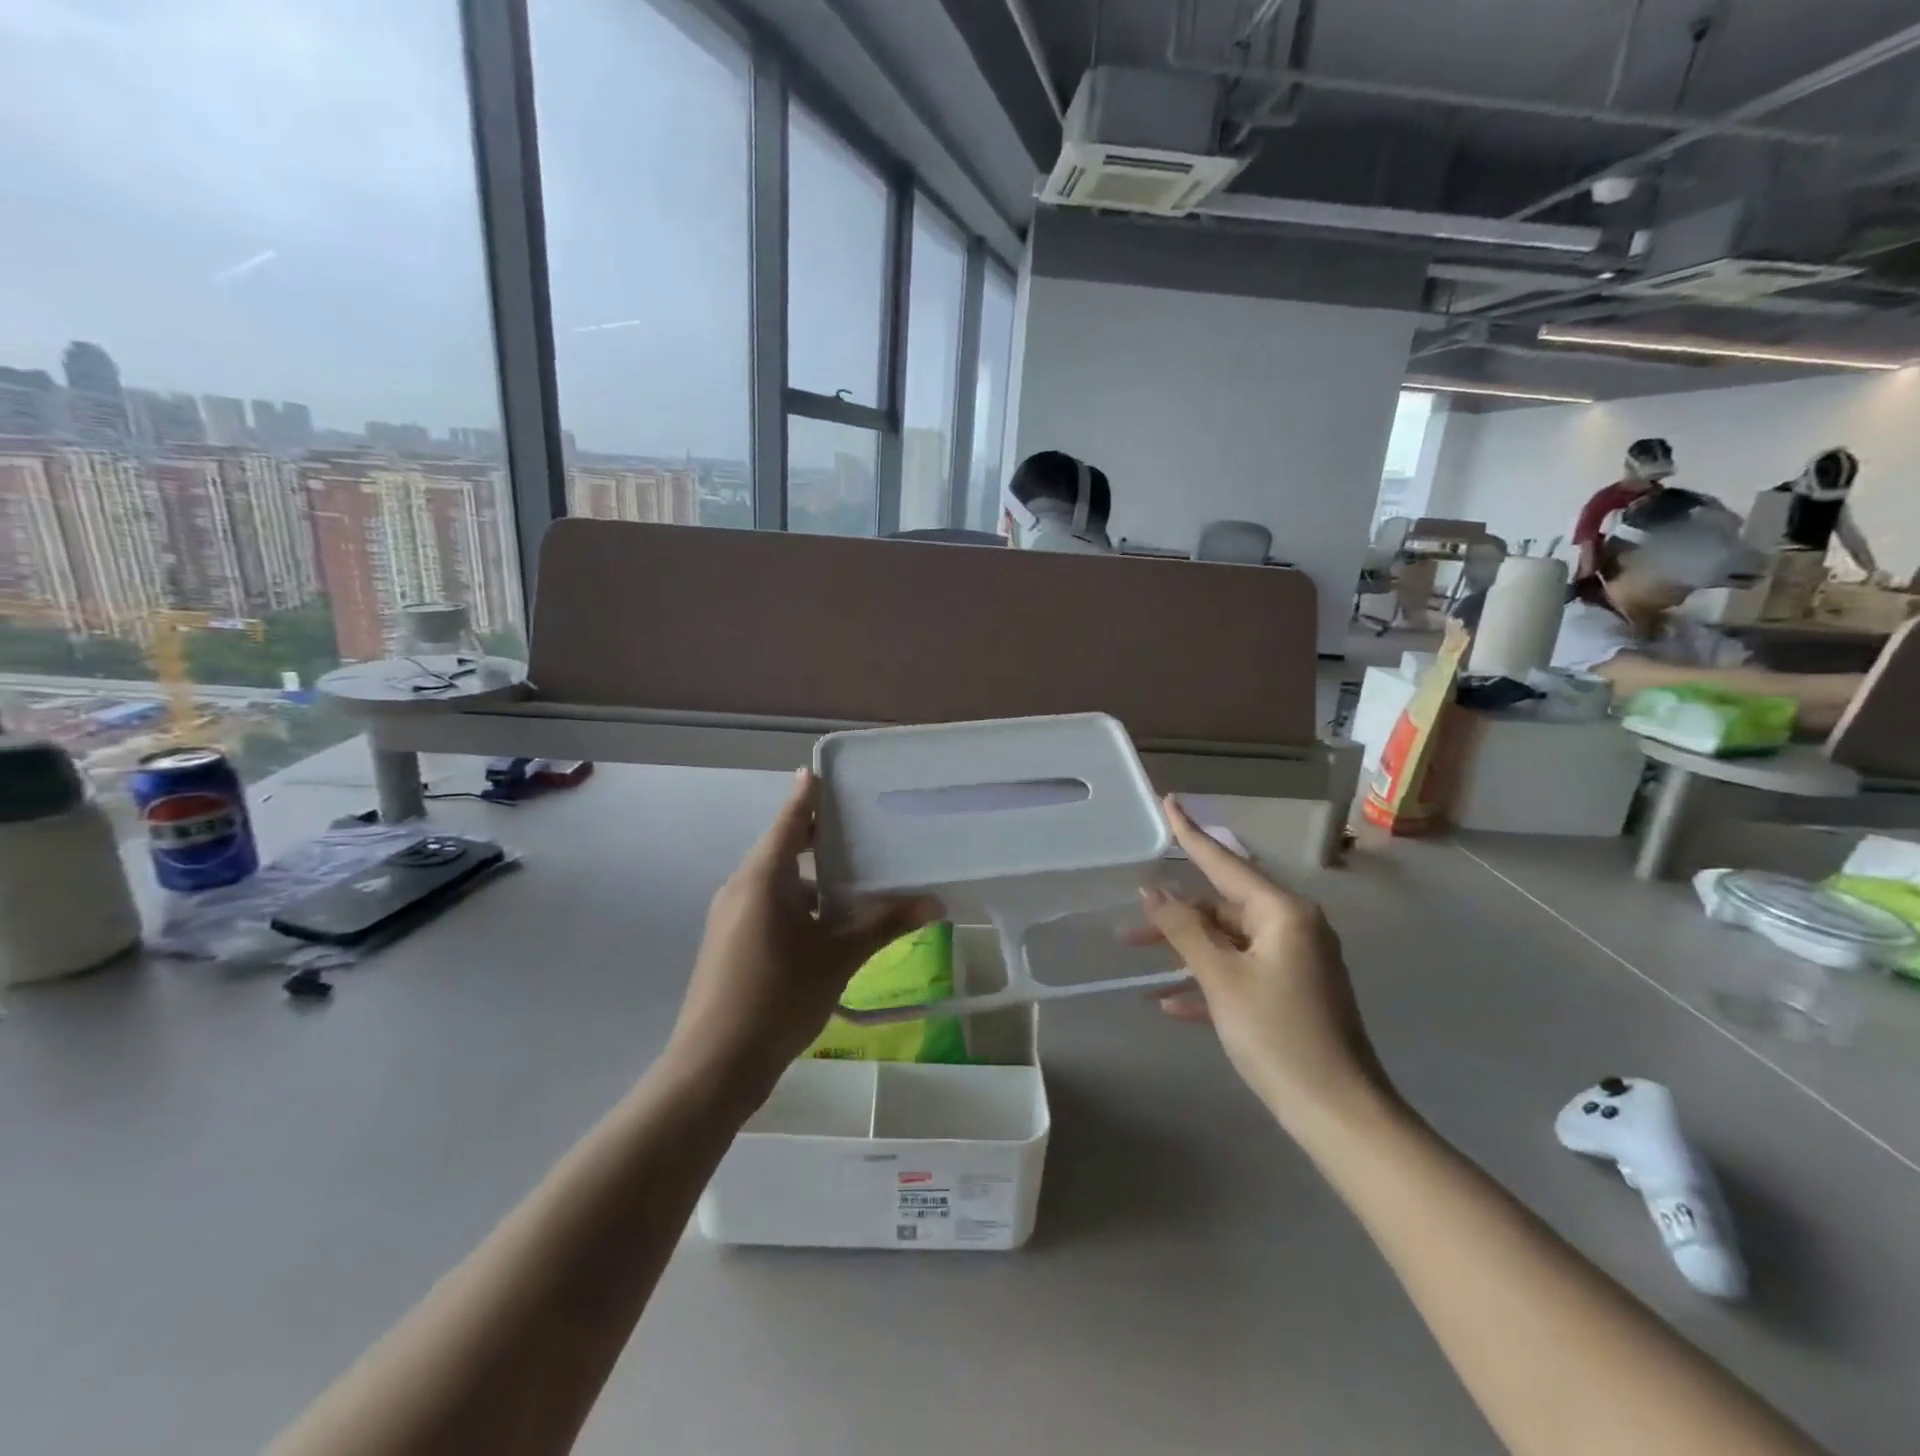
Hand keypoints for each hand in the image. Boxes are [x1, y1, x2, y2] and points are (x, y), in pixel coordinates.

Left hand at [668, 769, 939, 1099]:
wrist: (714, 1066)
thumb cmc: (777, 998)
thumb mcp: (838, 957)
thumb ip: (885, 924)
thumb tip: (935, 903)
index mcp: (762, 878)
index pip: (789, 820)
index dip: (807, 795)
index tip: (823, 771)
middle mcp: (741, 887)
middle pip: (782, 847)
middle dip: (818, 837)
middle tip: (860, 826)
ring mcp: (731, 916)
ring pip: (777, 881)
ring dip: (812, 877)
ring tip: (855, 877)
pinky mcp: (730, 943)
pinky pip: (768, 906)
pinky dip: (798, 903)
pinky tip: (829, 923)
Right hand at [1136, 798, 1389, 1126]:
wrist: (1340, 1114)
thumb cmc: (1278, 1035)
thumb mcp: (1222, 978)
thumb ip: (1184, 929)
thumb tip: (1152, 889)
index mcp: (1282, 912)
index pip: (1224, 861)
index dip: (1190, 833)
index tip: (1168, 800)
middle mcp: (1292, 926)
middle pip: (1221, 905)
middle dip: (1174, 914)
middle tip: (1128, 923)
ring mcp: (1294, 960)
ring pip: (1227, 940)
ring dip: (1185, 949)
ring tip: (1137, 956)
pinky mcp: (1292, 992)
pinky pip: (1240, 972)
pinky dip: (1208, 980)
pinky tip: (1170, 1002)